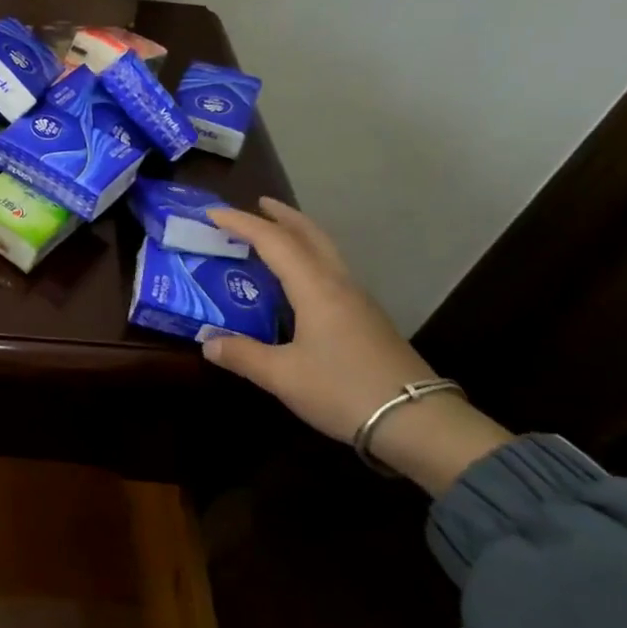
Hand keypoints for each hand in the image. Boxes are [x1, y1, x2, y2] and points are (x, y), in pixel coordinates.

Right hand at [203, 199, 510, 492]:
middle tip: (257, 204)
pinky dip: (309, 259)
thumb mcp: (282, 376)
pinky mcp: (367, 320)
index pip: (274, 242)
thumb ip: (242, 355)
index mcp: (316, 289)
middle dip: (282, 216)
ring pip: (326, 252)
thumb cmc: (344, 391)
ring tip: (275, 235)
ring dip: (299, 235)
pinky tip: (298, 280)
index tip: (213, 213)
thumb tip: (208, 341)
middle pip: (311, 235)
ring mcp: (359, 301)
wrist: (418, 422)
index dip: (241, 223)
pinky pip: (332, 272)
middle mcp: (339, 285)